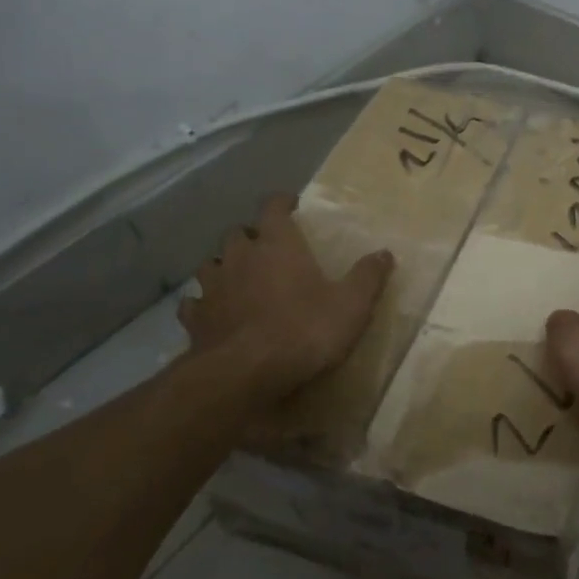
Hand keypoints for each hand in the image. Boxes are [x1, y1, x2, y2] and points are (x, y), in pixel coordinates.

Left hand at [179, 192, 393, 396]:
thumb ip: (368, 276)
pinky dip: (203, 304)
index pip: (273, 208)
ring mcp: (213, 288)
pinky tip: (212, 313)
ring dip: (223, 266)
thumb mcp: (351, 304)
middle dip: (250, 236)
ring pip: (211, 264)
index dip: (281, 203)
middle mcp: (240, 257)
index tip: (290, 205)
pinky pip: (194, 303)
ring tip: (237, 278)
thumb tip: (385, 253)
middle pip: (237, 233)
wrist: (246, 375)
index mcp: (277, 244)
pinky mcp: (195, 320)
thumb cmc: (304, 330)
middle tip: (266, 248)